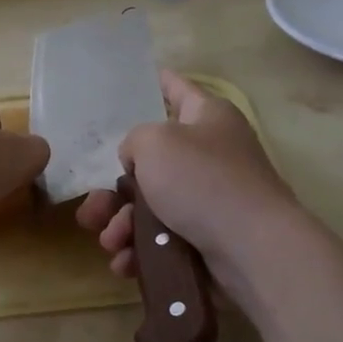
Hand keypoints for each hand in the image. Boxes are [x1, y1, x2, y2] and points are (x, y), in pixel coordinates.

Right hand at [74, 71, 295, 280]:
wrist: (251, 249)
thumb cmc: (202, 180)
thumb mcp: (154, 143)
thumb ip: (134, 141)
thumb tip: (139, 163)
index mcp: (208, 118)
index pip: (178, 90)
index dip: (159, 83)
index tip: (140, 79)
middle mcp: (212, 154)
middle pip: (152, 163)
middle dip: (116, 189)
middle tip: (91, 209)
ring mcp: (211, 199)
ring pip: (152, 206)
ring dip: (122, 224)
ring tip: (110, 241)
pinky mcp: (208, 239)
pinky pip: (164, 239)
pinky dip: (142, 249)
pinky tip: (125, 262)